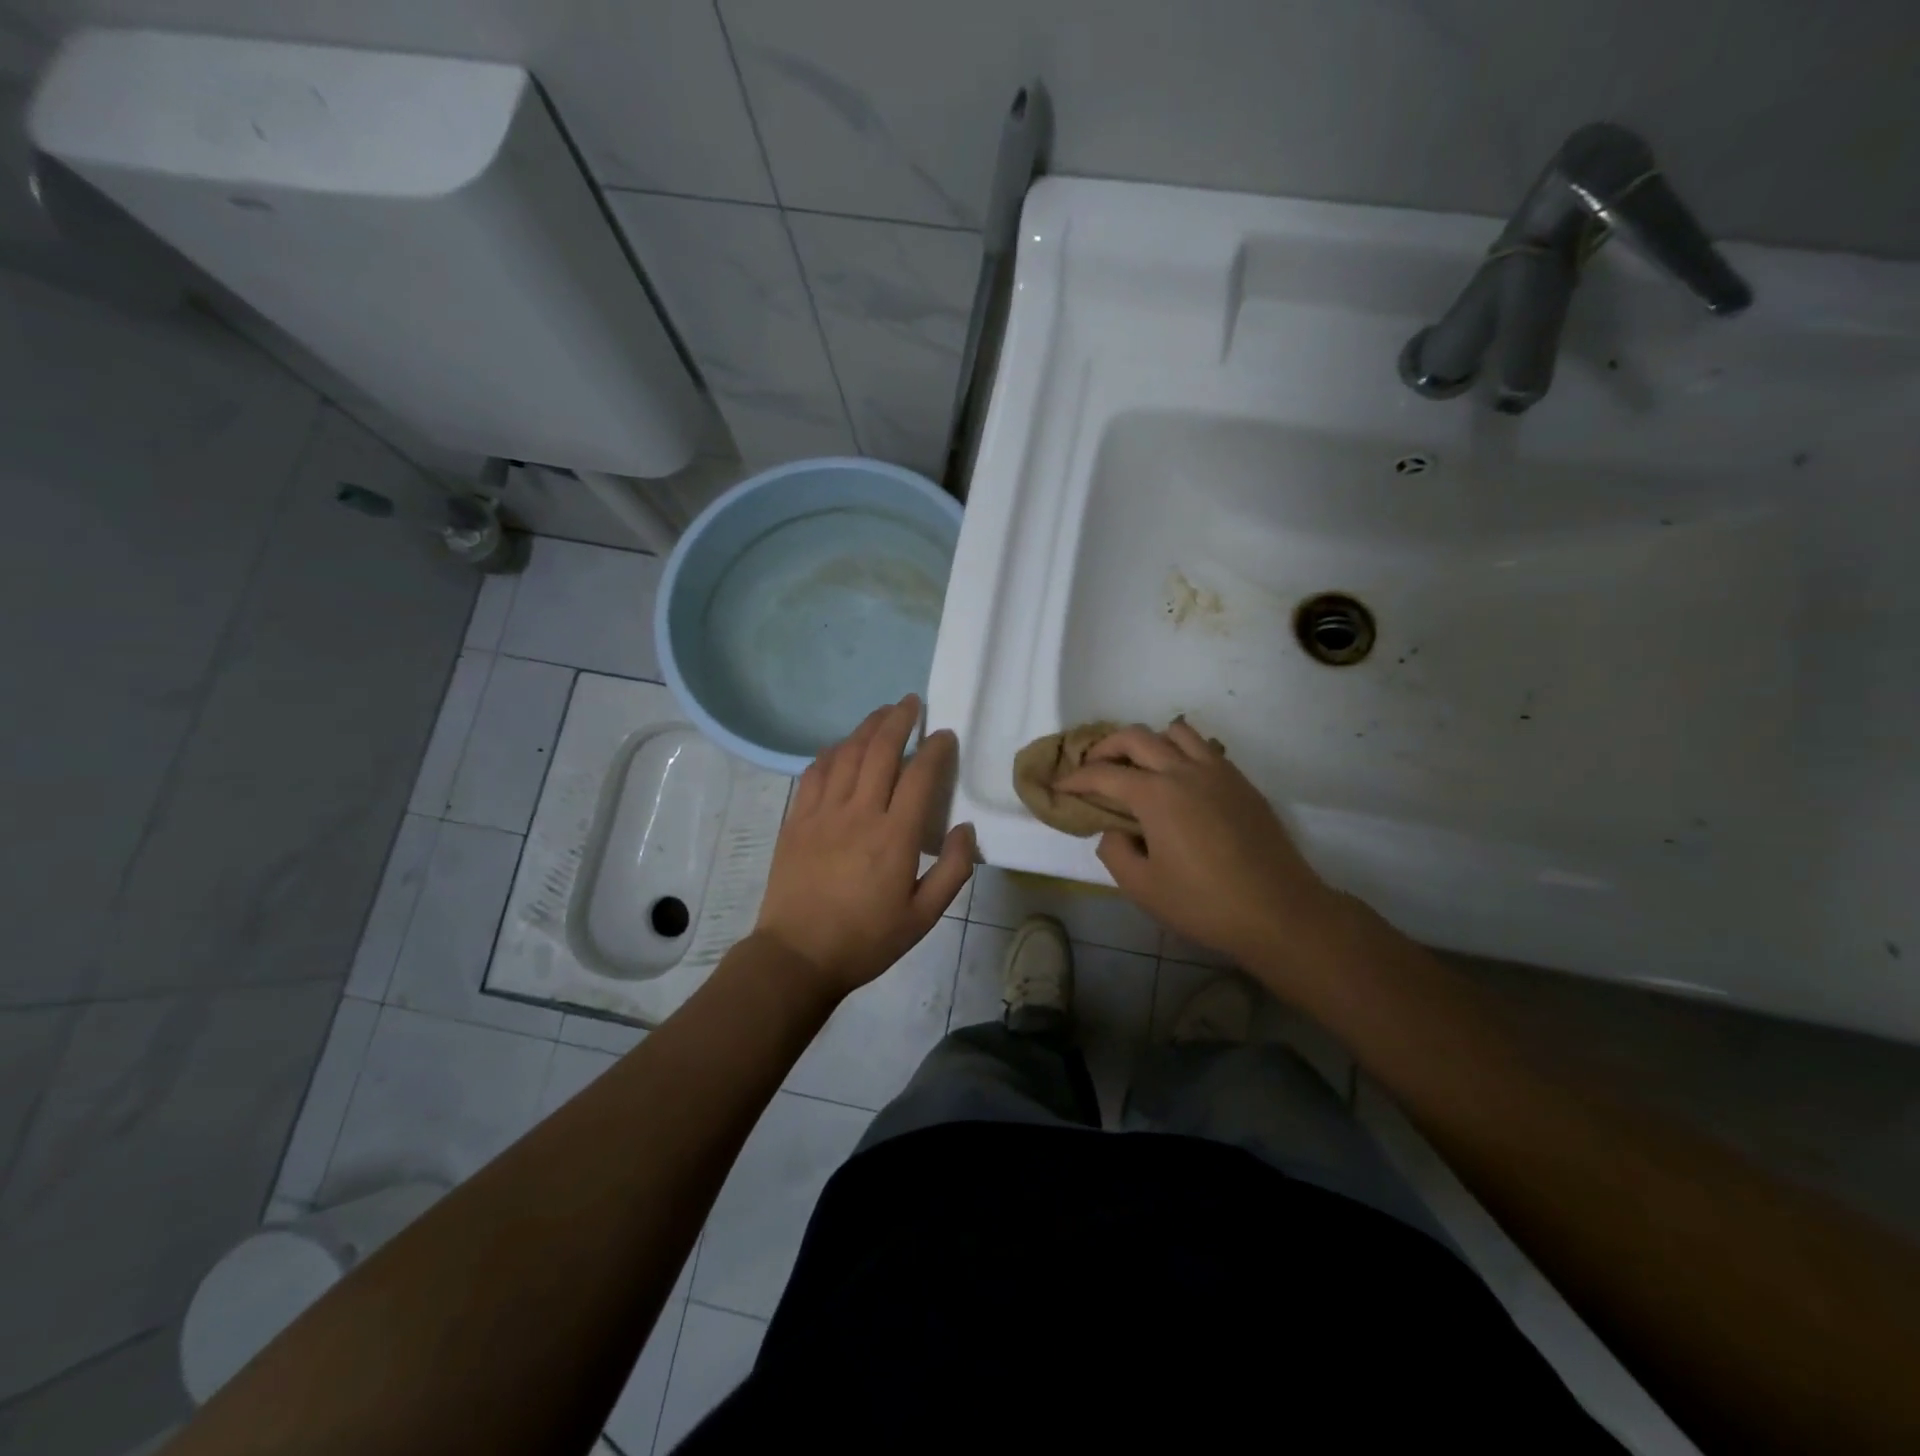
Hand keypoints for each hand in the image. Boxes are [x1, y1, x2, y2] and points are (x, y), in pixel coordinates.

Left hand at [753, 695, 974, 1001]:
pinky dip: (830, 753)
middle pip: (880, 751)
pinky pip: (814, 773)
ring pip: (846, 754)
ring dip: (866, 728)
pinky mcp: (796, 820)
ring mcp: (822, 813)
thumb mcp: (923, 917)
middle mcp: (859, 813)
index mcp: (895, 837)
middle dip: (899, 720)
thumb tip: (966, 828)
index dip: (934, 749)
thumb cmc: (866, 940)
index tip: (944, 734)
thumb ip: (953, 870)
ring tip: (881, 713)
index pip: (920, 776)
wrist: (797, 956)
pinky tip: (839, 747)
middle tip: (911, 702)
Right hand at [1056, 720, 1335, 969]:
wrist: (1279, 912)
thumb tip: (1115, 829)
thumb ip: (1115, 851)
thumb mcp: (1142, 887)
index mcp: (1155, 794)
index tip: (1059, 787)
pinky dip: (1182, 752)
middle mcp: (1184, 770)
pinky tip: (1179, 782)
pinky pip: (1205, 748)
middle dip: (1105, 747)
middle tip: (1092, 769)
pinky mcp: (1241, 783)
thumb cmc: (1203, 904)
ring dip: (1149, 742)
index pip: (1103, 774)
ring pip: (1176, 731)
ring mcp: (1218, 772)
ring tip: (1139, 768)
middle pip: (1135, 736)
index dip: (1075, 779)